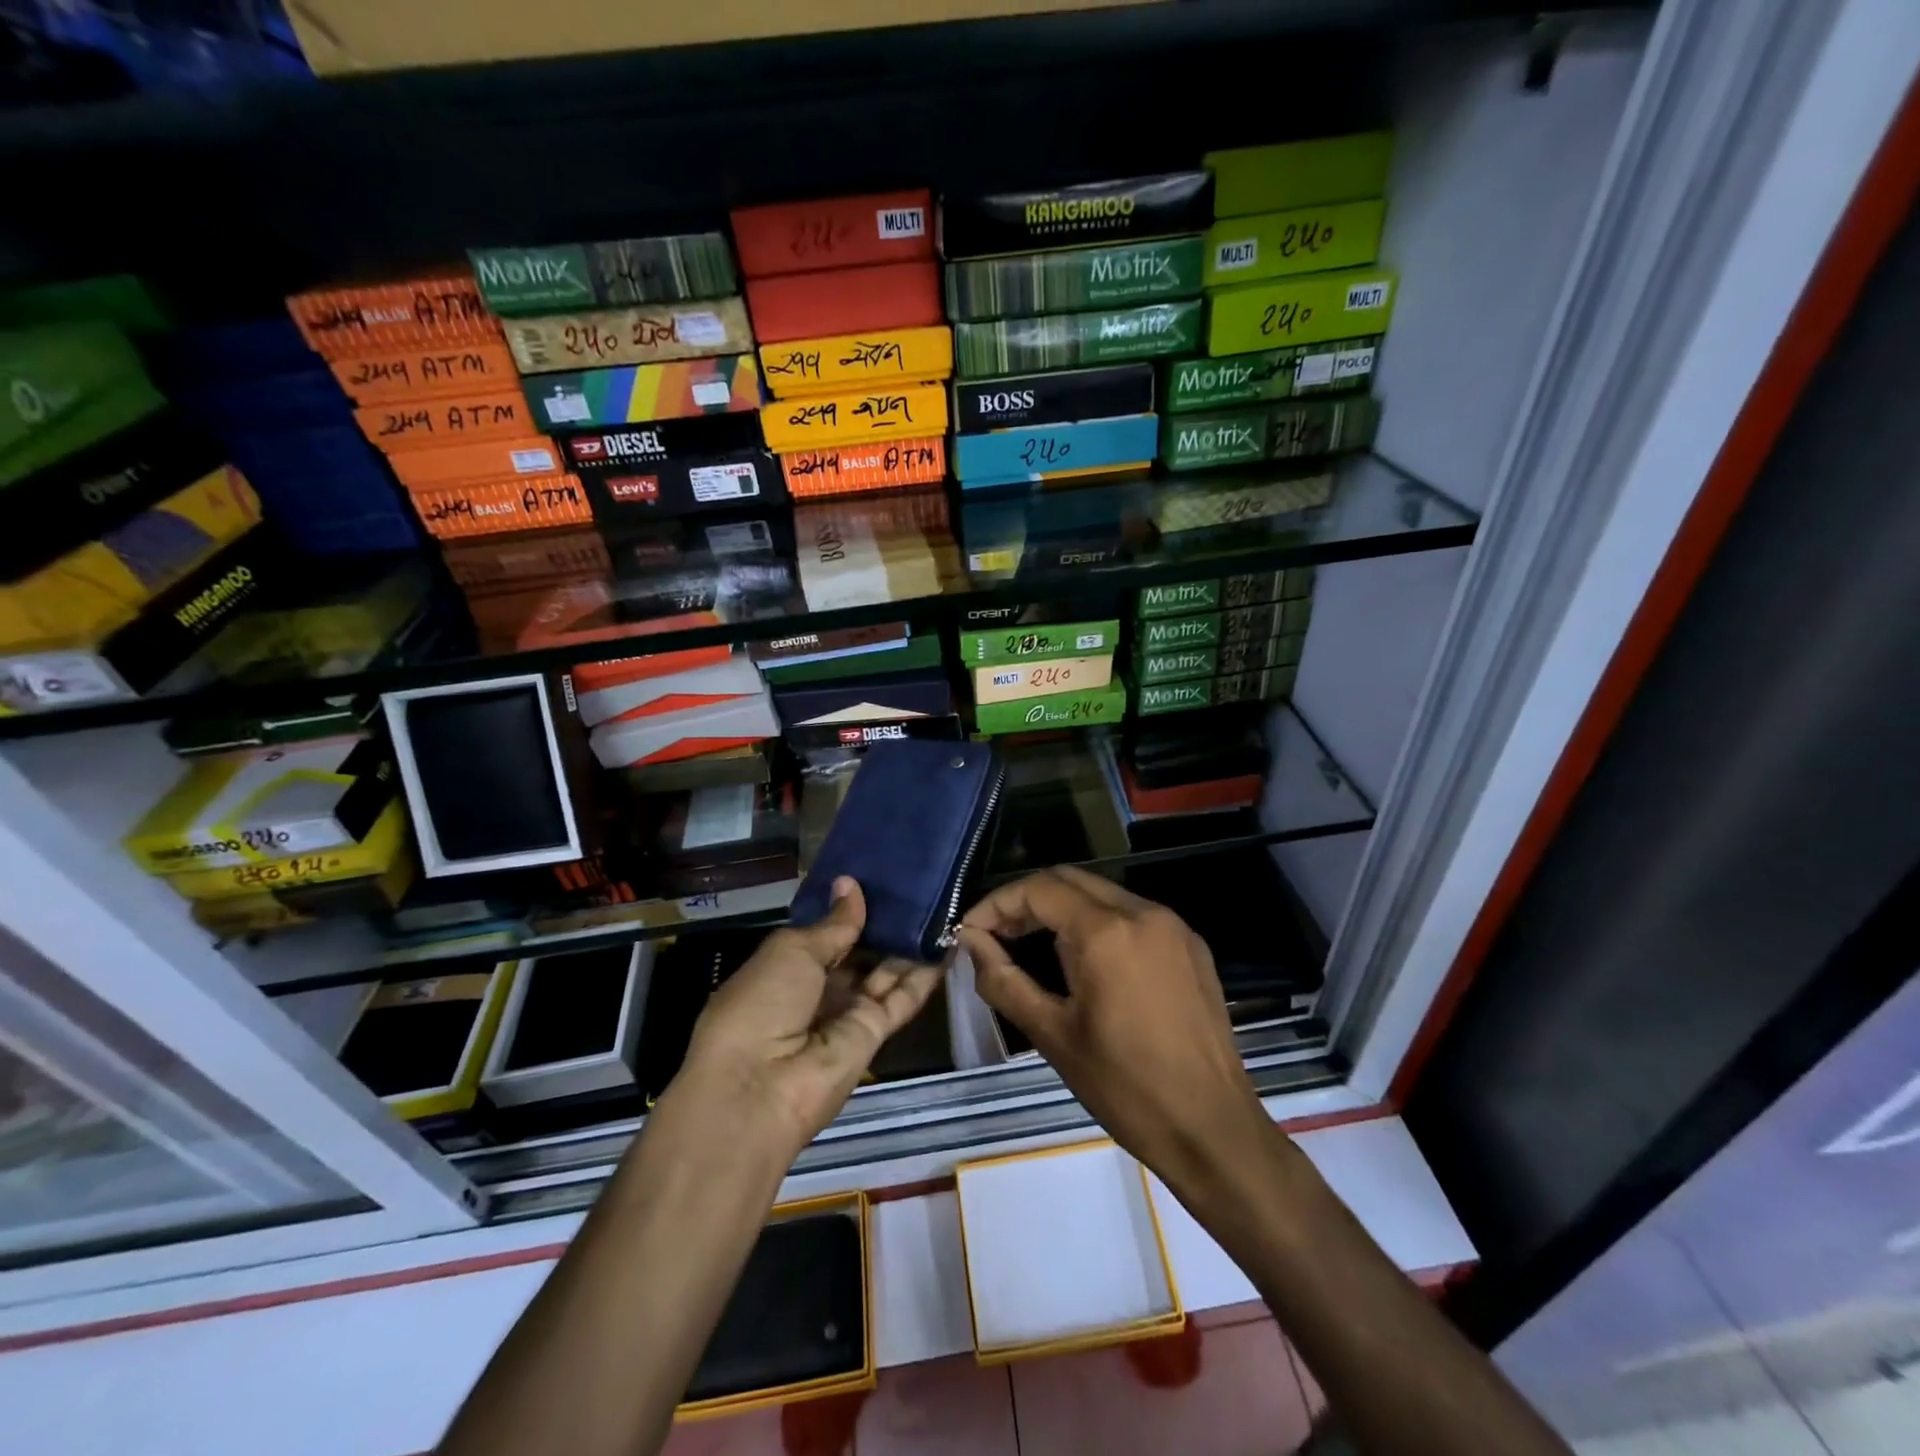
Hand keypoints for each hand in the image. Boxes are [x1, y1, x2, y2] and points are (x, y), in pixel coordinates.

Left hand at [674, 878, 940, 1158]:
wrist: (760, 1088)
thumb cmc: (761, 1003)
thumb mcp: (792, 951)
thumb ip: (833, 923)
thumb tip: (851, 884)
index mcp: (788, 966)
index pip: (827, 932)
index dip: (851, 907)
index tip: (880, 875)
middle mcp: (820, 988)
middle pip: (859, 951)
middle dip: (884, 922)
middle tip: (919, 883)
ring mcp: (848, 1011)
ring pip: (885, 970)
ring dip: (909, 943)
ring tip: (941, 904)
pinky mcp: (876, 1031)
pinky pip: (903, 996)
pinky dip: (926, 972)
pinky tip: (949, 941)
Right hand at [959, 865, 1271, 1185]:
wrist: (1213, 1130)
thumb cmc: (1126, 1088)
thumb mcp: (1053, 1036)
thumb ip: (1004, 981)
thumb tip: (970, 942)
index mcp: (1108, 932)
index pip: (1039, 889)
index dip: (997, 904)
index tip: (970, 932)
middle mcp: (1143, 912)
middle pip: (1069, 880)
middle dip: (1026, 900)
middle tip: (996, 936)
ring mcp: (1173, 926)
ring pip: (1102, 894)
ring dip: (1061, 909)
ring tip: (1030, 947)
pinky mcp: (1191, 945)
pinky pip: (1132, 915)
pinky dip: (1097, 923)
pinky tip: (1082, 961)